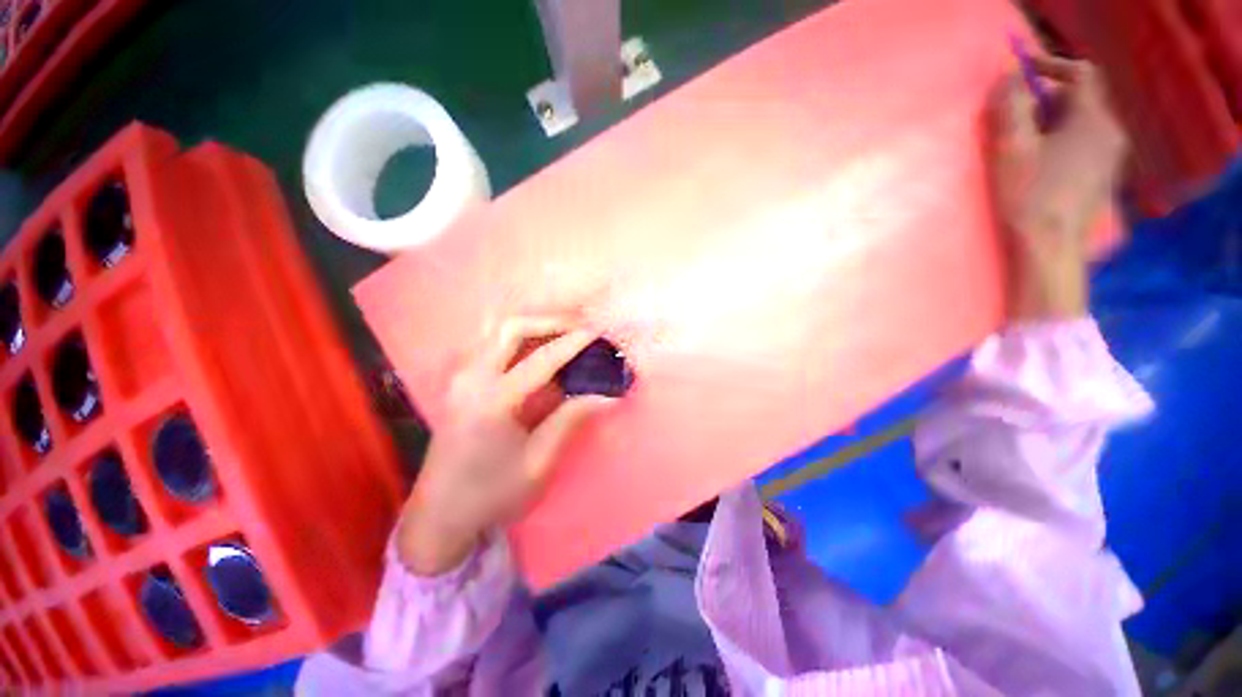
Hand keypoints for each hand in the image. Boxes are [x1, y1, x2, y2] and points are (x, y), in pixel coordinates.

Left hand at [396, 319, 614, 575]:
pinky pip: (489, 343)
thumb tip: (607, 395)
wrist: (439, 514)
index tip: (598, 331)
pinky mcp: (458, 381)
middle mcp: (470, 379)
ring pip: (497, 330)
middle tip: (579, 328)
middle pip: (511, 328)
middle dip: (549, 321)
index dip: (573, 342)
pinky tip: (536, 346)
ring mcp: (459, 377)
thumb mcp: (538, 462)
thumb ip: (570, 420)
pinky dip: (518, 336)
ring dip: (532, 325)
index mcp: (492, 402)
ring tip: (563, 332)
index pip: (541, 359)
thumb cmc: (491, 494)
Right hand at [987, 56, 1128, 319]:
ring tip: (1025, 141)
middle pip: (1082, 98)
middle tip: (1016, 115)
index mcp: (1093, 120)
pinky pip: (1086, 142)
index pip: (1082, 73)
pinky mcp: (1103, 175)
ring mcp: (1110, 157)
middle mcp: (1110, 132)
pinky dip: (1063, 140)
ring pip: (1083, 121)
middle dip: (1048, 98)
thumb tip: (1010, 76)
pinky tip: (1042, 162)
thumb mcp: (1012, 149)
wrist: (1050, 248)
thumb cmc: (1029, 197)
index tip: (1022, 72)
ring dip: (1054, 121)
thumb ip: (1012, 107)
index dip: (1052, 65)